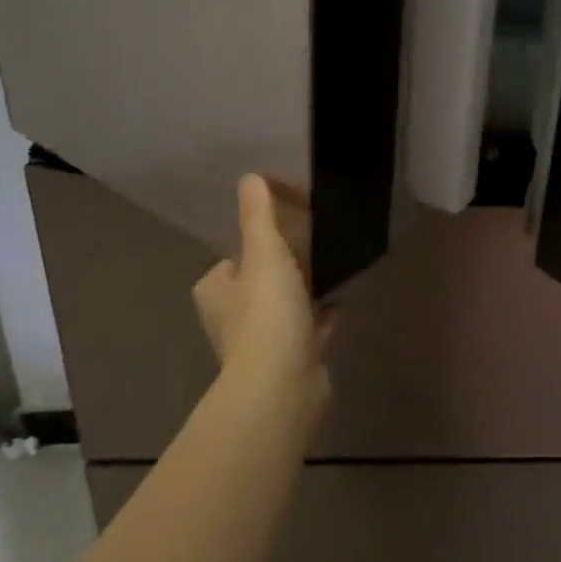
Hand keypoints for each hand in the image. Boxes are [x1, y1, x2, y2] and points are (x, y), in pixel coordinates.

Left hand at [192, 175, 327, 401]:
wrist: (283, 384)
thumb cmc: (266, 314)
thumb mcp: (264, 253)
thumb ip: (260, 216)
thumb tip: (251, 177)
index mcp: (217, 293)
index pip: (228, 264)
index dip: (251, 249)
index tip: (281, 234)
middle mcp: (233, 320)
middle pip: (258, 286)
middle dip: (281, 271)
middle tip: (313, 248)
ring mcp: (263, 344)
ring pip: (284, 309)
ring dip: (303, 294)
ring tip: (333, 269)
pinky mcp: (293, 360)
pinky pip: (310, 330)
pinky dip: (323, 317)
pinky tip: (344, 301)